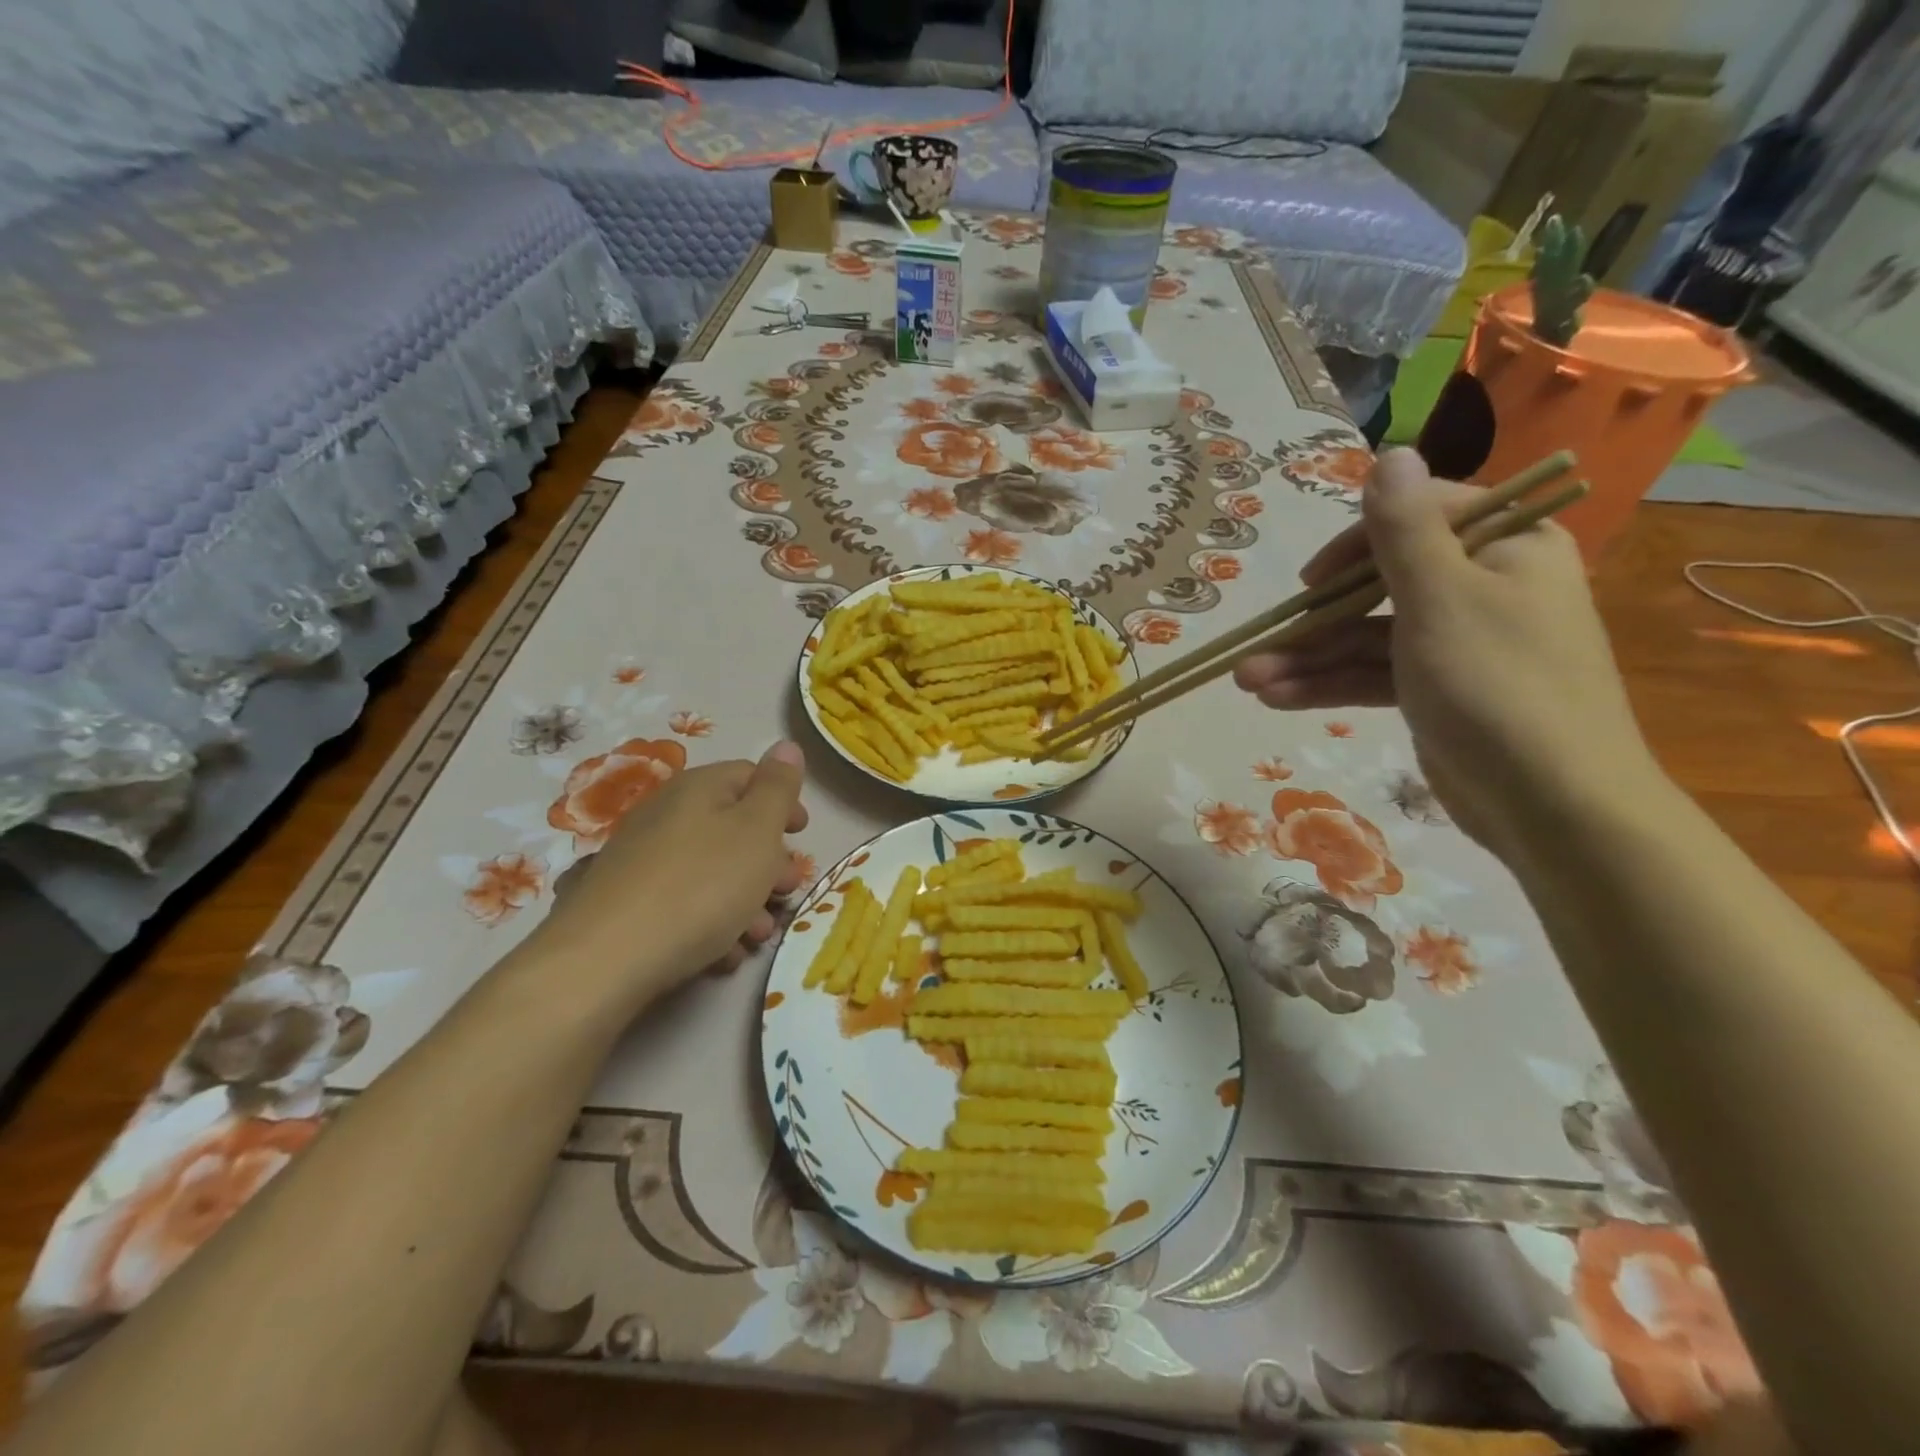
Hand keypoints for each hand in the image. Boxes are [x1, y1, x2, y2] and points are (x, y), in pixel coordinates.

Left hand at [531, 741, 809, 1007]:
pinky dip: (712, 922)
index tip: (803, 835)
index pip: (750, 776)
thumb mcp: (757, 831)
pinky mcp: (628, 902)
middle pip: (733, 827)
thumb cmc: (701, 886)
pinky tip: (723, 953)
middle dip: (769, 861)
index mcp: (698, 788)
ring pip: (712, 870)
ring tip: (758, 935)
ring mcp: (643, 859)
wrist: (607, 960)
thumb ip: (777, 787)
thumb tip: (786, 745)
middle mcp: (666, 814)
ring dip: (746, 899)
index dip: (783, 802)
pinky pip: (684, 902)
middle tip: (787, 890)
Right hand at [1233, 449, 1660, 854]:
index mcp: (1504, 546)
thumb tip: (1390, 452)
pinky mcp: (1436, 690)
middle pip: (1378, 587)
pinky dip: (1328, 686)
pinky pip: (1374, 675)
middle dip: (1313, 622)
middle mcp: (1482, 586)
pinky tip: (1276, 700)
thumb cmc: (1497, 685)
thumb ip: (1404, 529)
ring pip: (1366, 638)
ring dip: (1307, 660)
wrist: (1552, 804)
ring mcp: (1456, 643)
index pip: (1416, 519)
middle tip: (1256, 648)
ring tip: (1246, 683)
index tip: (1311, 582)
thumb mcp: (1441, 598)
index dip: (1353, 546)